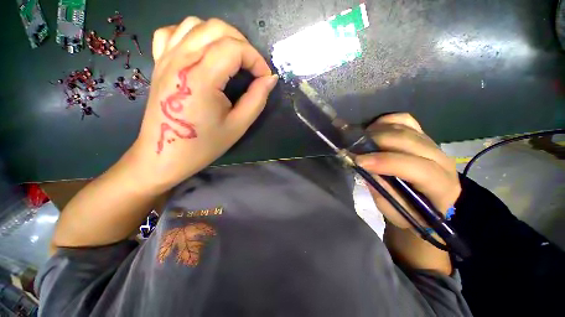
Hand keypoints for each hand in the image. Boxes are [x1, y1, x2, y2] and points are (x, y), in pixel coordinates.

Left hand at [128, 17, 277, 192]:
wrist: (165, 156)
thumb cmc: (204, 145)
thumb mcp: (238, 125)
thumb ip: (257, 99)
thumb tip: (270, 79)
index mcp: (201, 77)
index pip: (235, 48)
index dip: (256, 59)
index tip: (265, 77)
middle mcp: (181, 60)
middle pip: (217, 28)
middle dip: (243, 44)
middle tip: (252, 68)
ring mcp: (166, 58)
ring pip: (196, 24)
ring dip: (221, 36)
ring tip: (232, 58)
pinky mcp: (158, 63)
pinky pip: (173, 33)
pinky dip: (192, 34)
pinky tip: (202, 51)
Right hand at [356, 113, 460, 228]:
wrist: (430, 201)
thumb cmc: (412, 212)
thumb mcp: (396, 211)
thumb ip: (382, 190)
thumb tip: (363, 167)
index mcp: (441, 185)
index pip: (418, 168)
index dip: (386, 162)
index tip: (358, 161)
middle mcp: (441, 159)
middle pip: (408, 141)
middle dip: (376, 142)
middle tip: (353, 148)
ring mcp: (432, 143)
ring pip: (404, 127)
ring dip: (377, 131)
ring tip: (359, 140)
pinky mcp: (422, 134)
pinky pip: (404, 119)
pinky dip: (386, 121)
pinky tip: (373, 130)